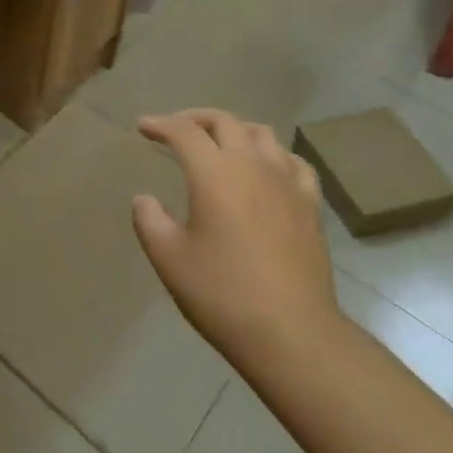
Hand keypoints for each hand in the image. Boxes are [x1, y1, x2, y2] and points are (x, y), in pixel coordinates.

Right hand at [132, 110, 339, 368]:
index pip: (184, 131)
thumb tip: (145, 199)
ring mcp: (287, 182)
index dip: (160, 124)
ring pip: (261, 134)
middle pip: (224, 121)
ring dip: (234, 129)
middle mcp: (252, 165)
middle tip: (175, 129)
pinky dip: (273, 154)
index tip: (143, 127)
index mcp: (214, 173)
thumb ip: (150, 220)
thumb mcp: (169, 259)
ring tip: (219, 143)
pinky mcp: (310, 204)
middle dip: (195, 118)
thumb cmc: (222, 294)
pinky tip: (266, 168)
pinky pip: (293, 162)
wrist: (291, 333)